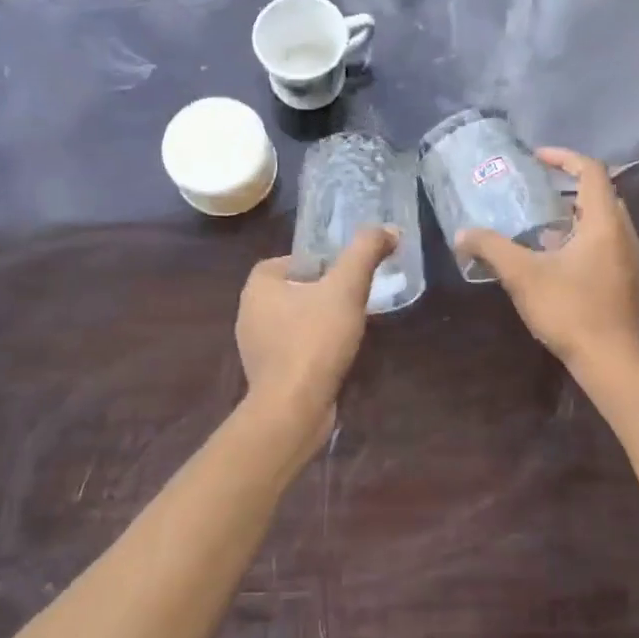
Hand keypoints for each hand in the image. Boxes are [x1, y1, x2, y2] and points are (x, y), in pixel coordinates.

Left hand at [236, 226, 396, 416]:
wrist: (293, 408)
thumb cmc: (314, 339)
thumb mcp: (346, 287)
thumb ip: (366, 252)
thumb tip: (389, 229)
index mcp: (258, 285)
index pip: (291, 260)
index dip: (321, 263)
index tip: (347, 274)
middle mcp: (249, 312)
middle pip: (294, 290)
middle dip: (323, 292)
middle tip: (354, 298)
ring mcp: (255, 346)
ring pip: (294, 321)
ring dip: (319, 321)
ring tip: (350, 326)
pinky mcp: (266, 374)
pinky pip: (293, 349)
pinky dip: (313, 348)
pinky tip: (336, 356)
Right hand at [455, 147, 638, 371]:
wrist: (611, 361)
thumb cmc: (569, 310)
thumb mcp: (522, 275)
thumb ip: (491, 248)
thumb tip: (462, 234)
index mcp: (604, 223)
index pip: (591, 171)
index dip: (563, 158)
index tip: (536, 159)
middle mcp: (624, 235)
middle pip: (601, 195)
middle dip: (568, 188)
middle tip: (536, 193)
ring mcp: (631, 260)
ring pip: (604, 223)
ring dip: (575, 217)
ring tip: (541, 228)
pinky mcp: (629, 283)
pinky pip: (607, 246)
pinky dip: (583, 241)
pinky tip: (556, 263)